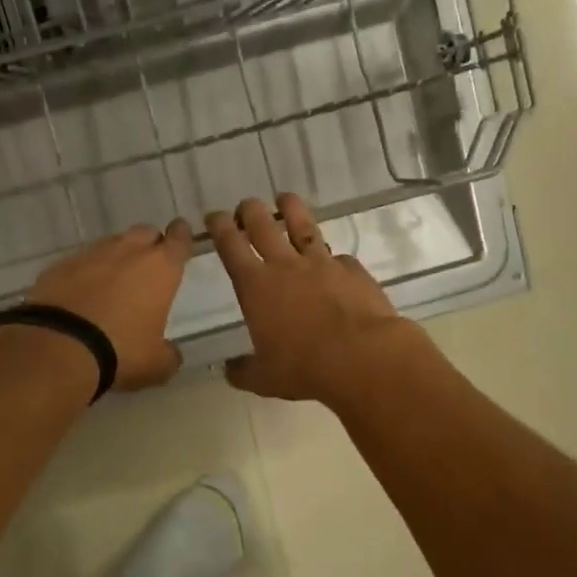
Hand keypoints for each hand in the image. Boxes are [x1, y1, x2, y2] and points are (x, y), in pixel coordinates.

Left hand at [26, 221, 193, 391]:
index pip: (179, 239)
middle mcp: (128, 252)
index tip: (181, 233)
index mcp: (160, 268)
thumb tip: (170, 354)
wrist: (58, 347)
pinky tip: (81, 293)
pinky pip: (80, 261)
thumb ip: (169, 354)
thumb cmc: (120, 351)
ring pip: (111, 244)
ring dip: (116, 257)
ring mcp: (91, 254)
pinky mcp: (59, 265)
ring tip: (113, 281)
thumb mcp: (156, 364)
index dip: (182, 236)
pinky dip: (85, 272)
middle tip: (148, 265)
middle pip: (145, 233)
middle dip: (149, 244)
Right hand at [207, 194, 417, 404]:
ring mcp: (322, 263)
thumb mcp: (264, 379)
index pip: (230, 245)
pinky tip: (334, 262)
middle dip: (250, 210)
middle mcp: (286, 266)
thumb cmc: (304, 367)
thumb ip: (244, 371)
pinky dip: (332, 258)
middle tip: (246, 206)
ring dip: (291, 209)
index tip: (214, 216)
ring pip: (303, 225)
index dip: (220, 227)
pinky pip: (339, 257)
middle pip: (263, 224)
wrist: (363, 356)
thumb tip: (229, 370)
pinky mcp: (352, 270)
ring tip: (285, 198)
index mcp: (256, 286)